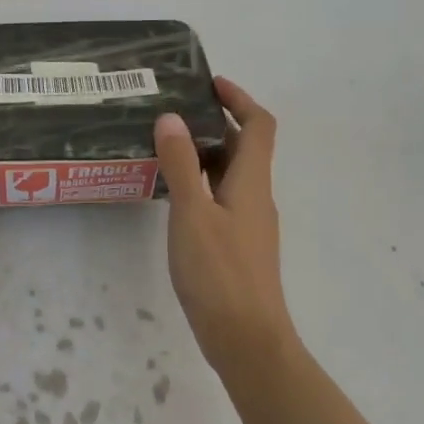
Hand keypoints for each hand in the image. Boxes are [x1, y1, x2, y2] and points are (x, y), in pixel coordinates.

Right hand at [152, 77, 295, 376]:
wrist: (246, 339)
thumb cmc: (219, 272)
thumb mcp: (192, 213)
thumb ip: (181, 164)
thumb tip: (173, 118)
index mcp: (252, 181)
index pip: (258, 125)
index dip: (239, 99)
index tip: (209, 84)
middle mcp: (256, 196)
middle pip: (244, 147)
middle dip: (214, 123)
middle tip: (173, 112)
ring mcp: (248, 223)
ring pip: (230, 174)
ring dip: (204, 153)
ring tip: (164, 146)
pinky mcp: (237, 245)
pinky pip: (221, 198)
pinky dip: (201, 183)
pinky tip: (171, 194)